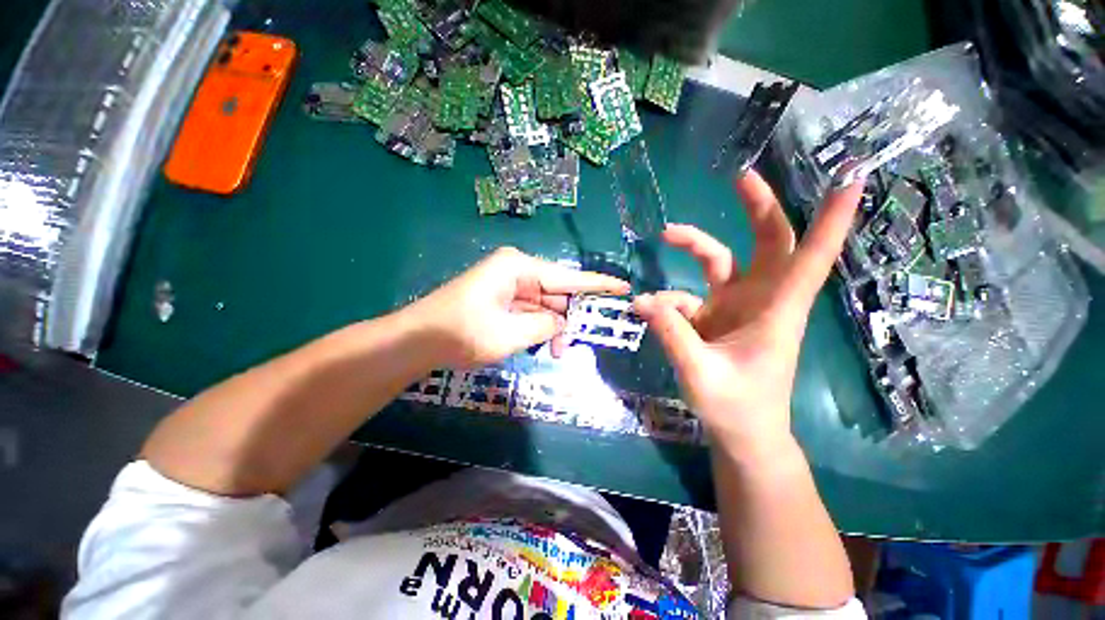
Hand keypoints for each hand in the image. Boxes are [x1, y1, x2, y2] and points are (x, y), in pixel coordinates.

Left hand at [406, 247, 629, 368]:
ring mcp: (507, 285)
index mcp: (519, 268)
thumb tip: (562, 321)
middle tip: (571, 345)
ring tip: (553, 352)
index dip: (597, 285)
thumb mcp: (511, 334)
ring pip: (543, 305)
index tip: (623, 287)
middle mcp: (516, 271)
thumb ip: (545, 325)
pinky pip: (529, 311)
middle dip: (568, 318)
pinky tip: (539, 345)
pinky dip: (537, 328)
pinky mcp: (500, 299)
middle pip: (556, 293)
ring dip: (551, 327)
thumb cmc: (461, 333)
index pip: (568, 277)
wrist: (415, 341)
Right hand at [633, 171, 863, 451]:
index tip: (850, 176)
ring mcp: (736, 307)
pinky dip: (669, 299)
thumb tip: (642, 301)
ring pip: (721, 262)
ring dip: (696, 245)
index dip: (831, 220)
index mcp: (776, 312)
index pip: (810, 259)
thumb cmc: (736, 408)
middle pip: (769, 243)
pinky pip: (689, 295)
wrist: (742, 434)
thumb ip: (671, 334)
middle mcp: (761, 301)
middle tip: (739, 178)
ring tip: (666, 235)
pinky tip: (651, 310)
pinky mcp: (714, 317)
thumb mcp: (699, 372)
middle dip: (759, 208)